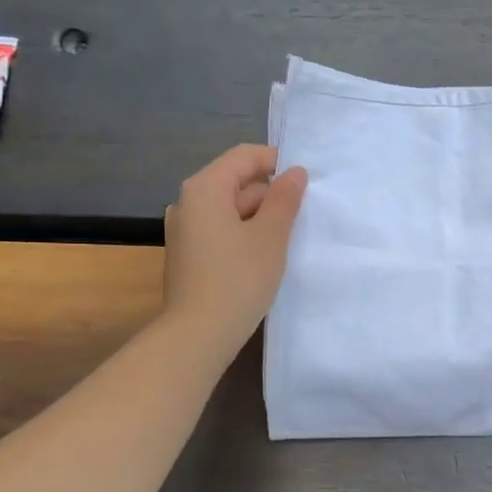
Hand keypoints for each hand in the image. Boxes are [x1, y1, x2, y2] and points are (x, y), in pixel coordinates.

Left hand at [163, 144, 307, 353]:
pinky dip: (244, 235)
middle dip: (270, 194)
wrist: (198, 334)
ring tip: (288, 239)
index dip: (276, 161)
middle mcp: (188, 202)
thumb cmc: (238, 279)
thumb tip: (295, 173)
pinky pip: (220, 230)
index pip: (244, 157)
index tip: (306, 180)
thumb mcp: (270, 236)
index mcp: (204, 188)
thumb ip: (284, 200)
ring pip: (229, 209)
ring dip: (259, 218)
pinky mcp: (188, 254)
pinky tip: (264, 257)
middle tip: (303, 216)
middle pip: (236, 182)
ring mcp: (184, 230)